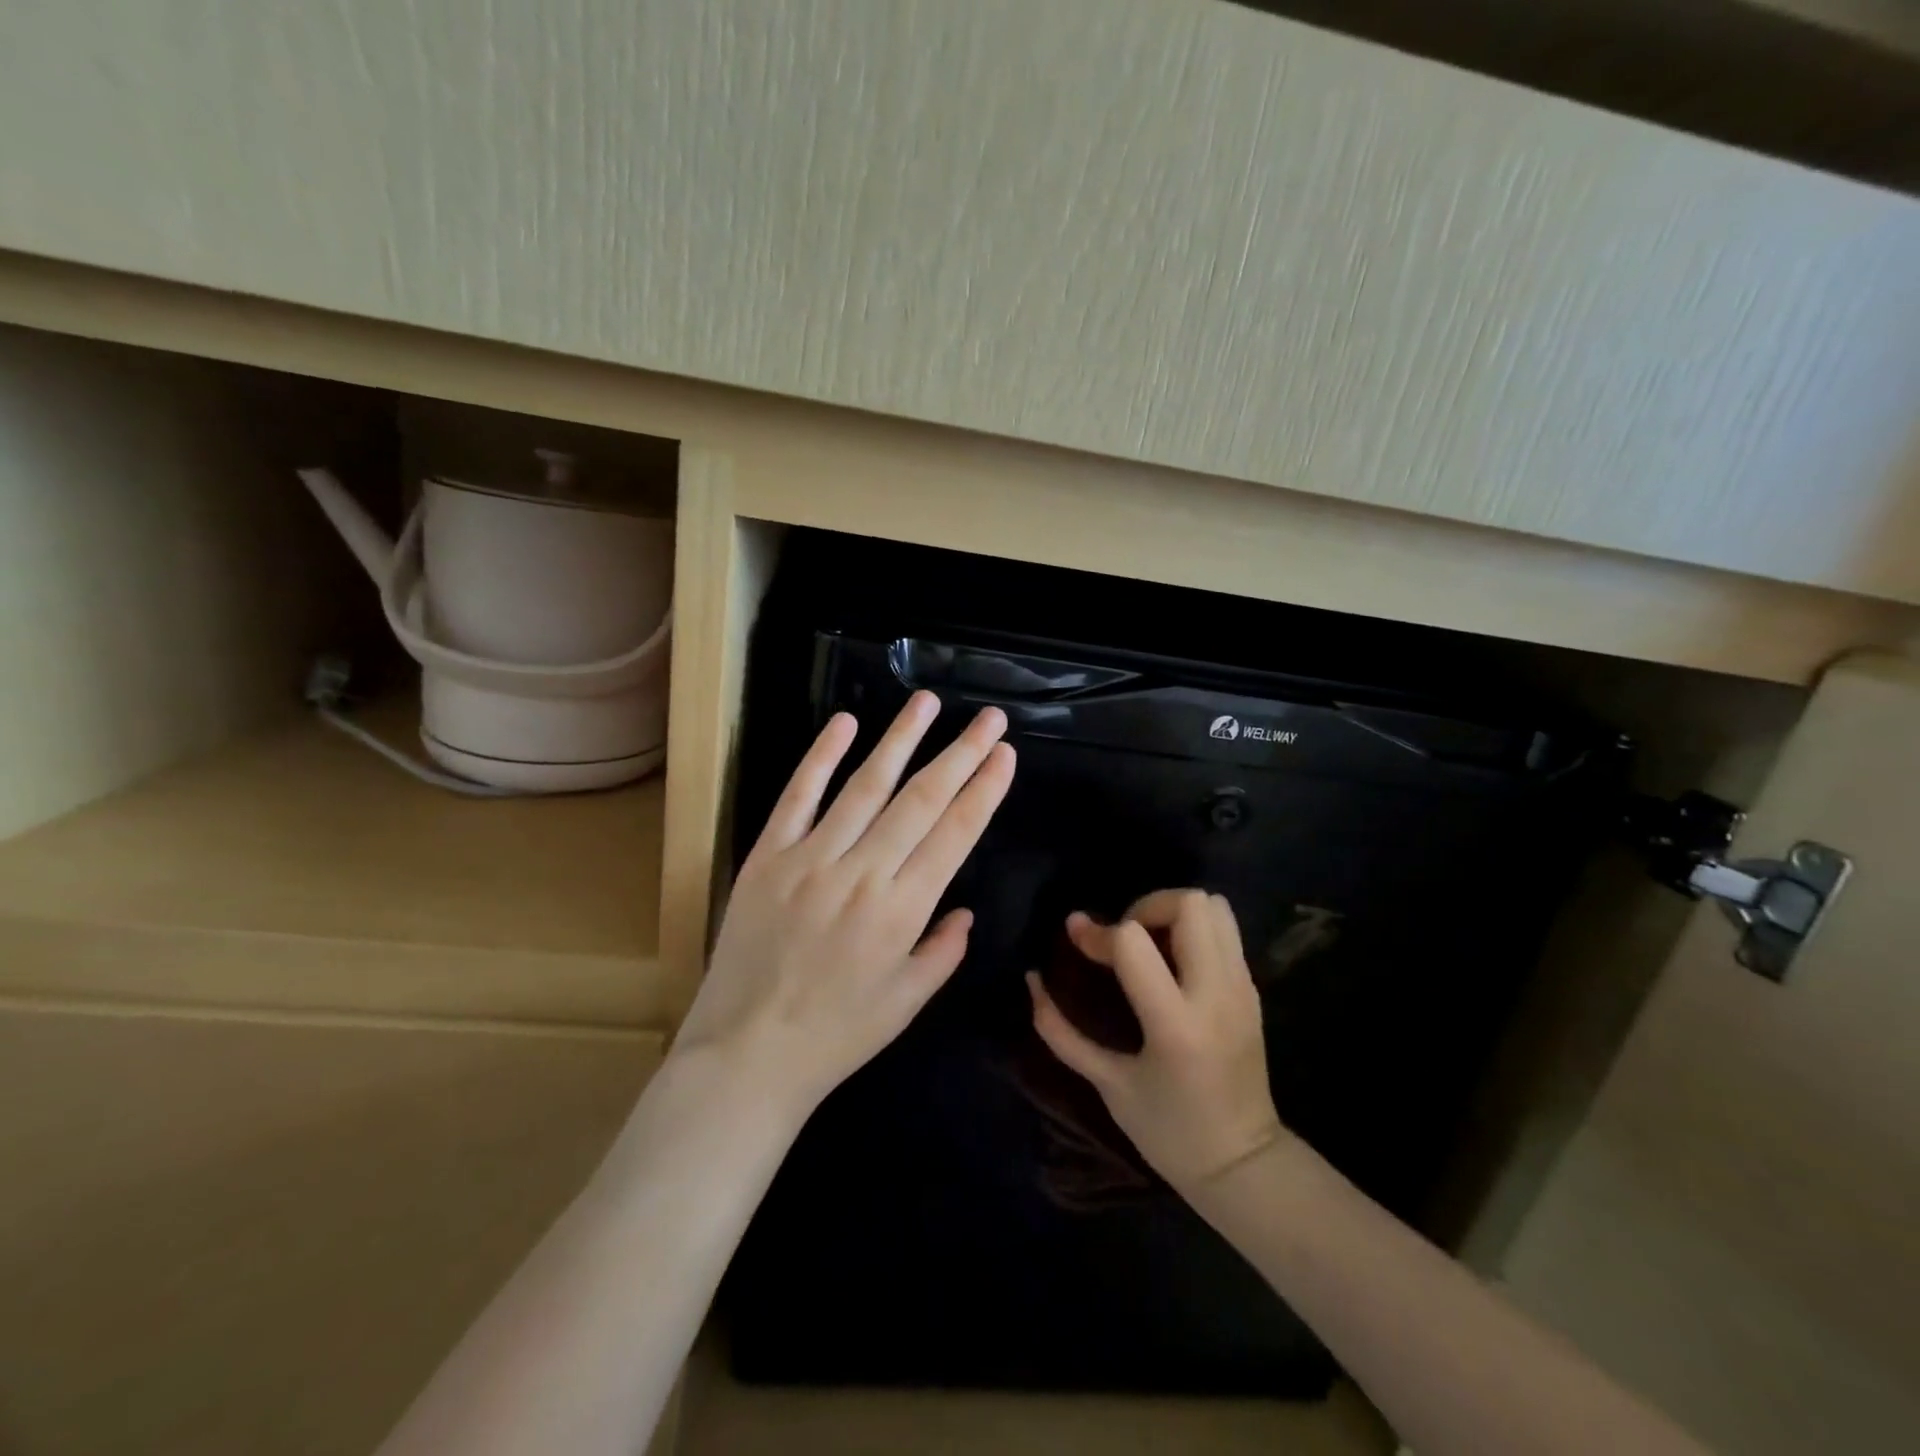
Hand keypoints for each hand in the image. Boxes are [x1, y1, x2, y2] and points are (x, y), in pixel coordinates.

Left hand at [674, 692, 1015, 1114]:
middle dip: (961, 753)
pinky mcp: (768, 856)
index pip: (955, 834)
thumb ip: (943, 951)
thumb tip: (964, 909)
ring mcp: (811, 859)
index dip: (984, 790)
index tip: (1004, 754)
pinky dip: (821, 757)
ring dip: (900, 739)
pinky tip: (845, 723)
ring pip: (865, 786)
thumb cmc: (837, 1035)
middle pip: (921, 800)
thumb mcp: (907, 1004)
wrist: (747, 1053)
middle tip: (989, 718)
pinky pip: (798, 797)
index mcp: (902, 911)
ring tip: (927, 702)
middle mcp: (862, 873)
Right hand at [1028, 889, 1287, 1192]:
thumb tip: (1033, 980)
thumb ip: (1062, 1031)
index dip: (1097, 933)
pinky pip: (1225, 929)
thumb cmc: (1169, 1132)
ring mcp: (1241, 988)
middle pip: (1187, 904)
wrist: (1244, 1166)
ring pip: (1214, 906)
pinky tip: (1171, 960)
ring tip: (1148, 942)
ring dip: (1173, 911)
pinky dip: (1193, 927)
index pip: (1133, 942)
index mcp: (1176, 1024)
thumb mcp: (1108, 1085)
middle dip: (1144, 906)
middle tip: (1122, 937)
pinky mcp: (1252, 989)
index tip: (1075, 934)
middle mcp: (1215, 994)